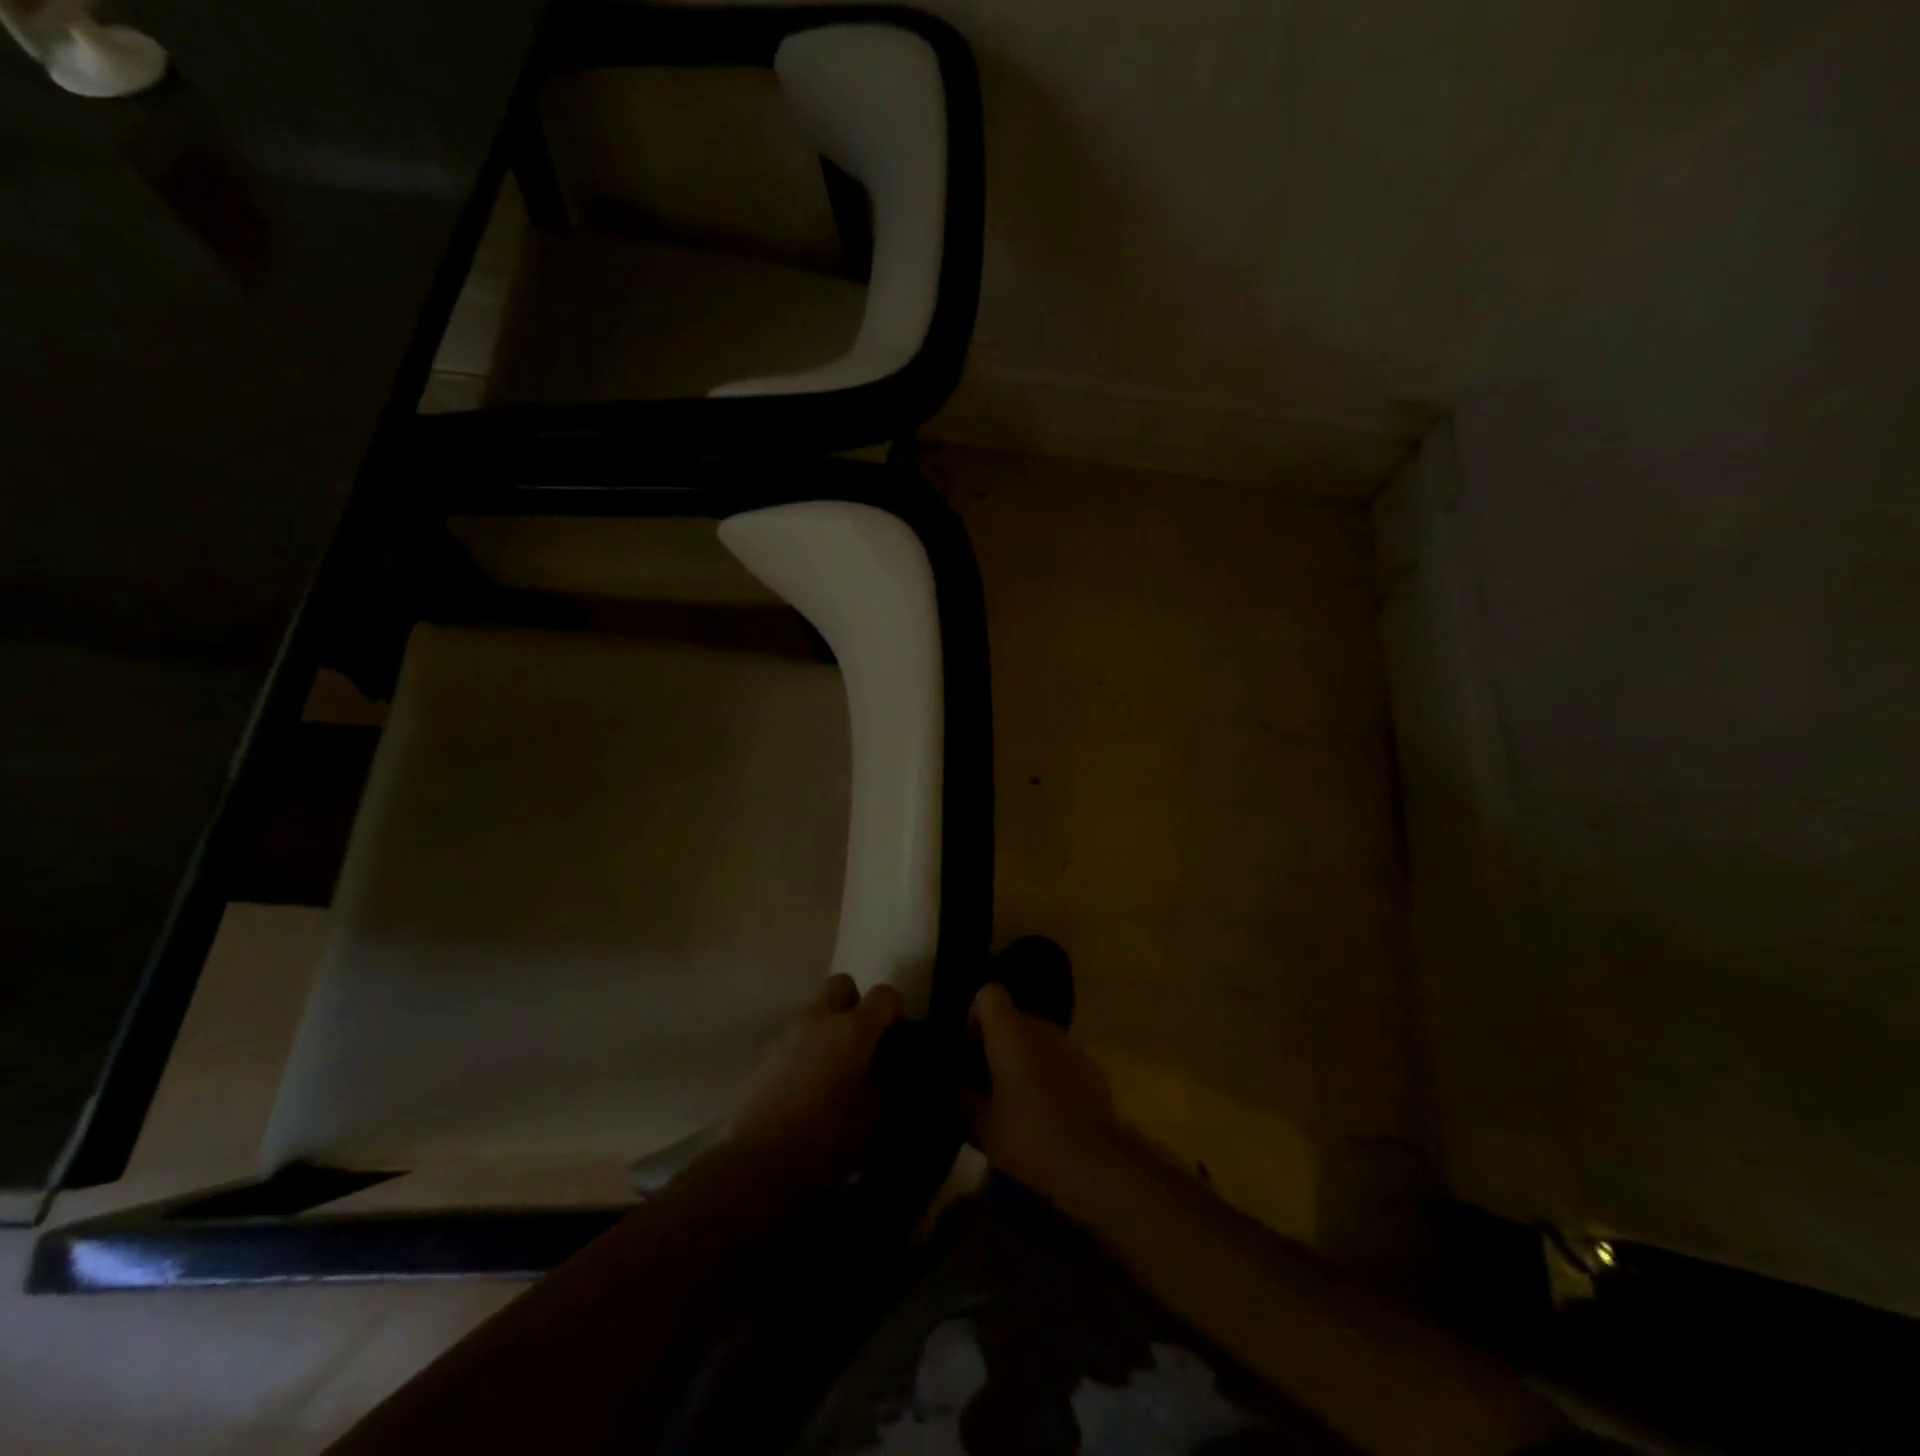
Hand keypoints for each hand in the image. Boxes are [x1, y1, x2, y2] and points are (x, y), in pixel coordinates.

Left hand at [729, 974, 903, 1188]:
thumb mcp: (874, 1115)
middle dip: (856, 1002)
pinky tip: (811, 1082)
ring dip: (830, 1025)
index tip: (898, 1034)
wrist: (760, 1161)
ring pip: (816, 1009)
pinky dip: (809, 1047)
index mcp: (853, 1028)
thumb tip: (889, 1067)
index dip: (895, 1008)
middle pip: (842, 984)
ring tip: (836, 1066)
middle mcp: (820, 1019)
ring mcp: (789, 1033)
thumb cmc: (827, 1137)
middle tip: (863, 1037)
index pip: (883, 994)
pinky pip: (797, 1036)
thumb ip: (887, 1081)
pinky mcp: (767, 1054)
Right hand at [963, 982, 1124, 1201]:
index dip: (976, 1016)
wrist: (1094, 1160)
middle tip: (989, 1084)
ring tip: (1019, 1101)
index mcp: (1010, 1032)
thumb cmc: (1029, 1136)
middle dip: (999, 1045)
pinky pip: (1060, 1060)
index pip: (989, 994)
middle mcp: (1041, 1028)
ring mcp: (1071, 1045)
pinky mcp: (1092, 1067)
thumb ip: (966, 1100)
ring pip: (1038, 1040)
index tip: (972, 1050)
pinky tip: (1049, 1112)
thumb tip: (960, 1088)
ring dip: (1025, 1060)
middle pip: (1014, 1019)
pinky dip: (1050, 1075)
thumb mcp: (983, 1127)